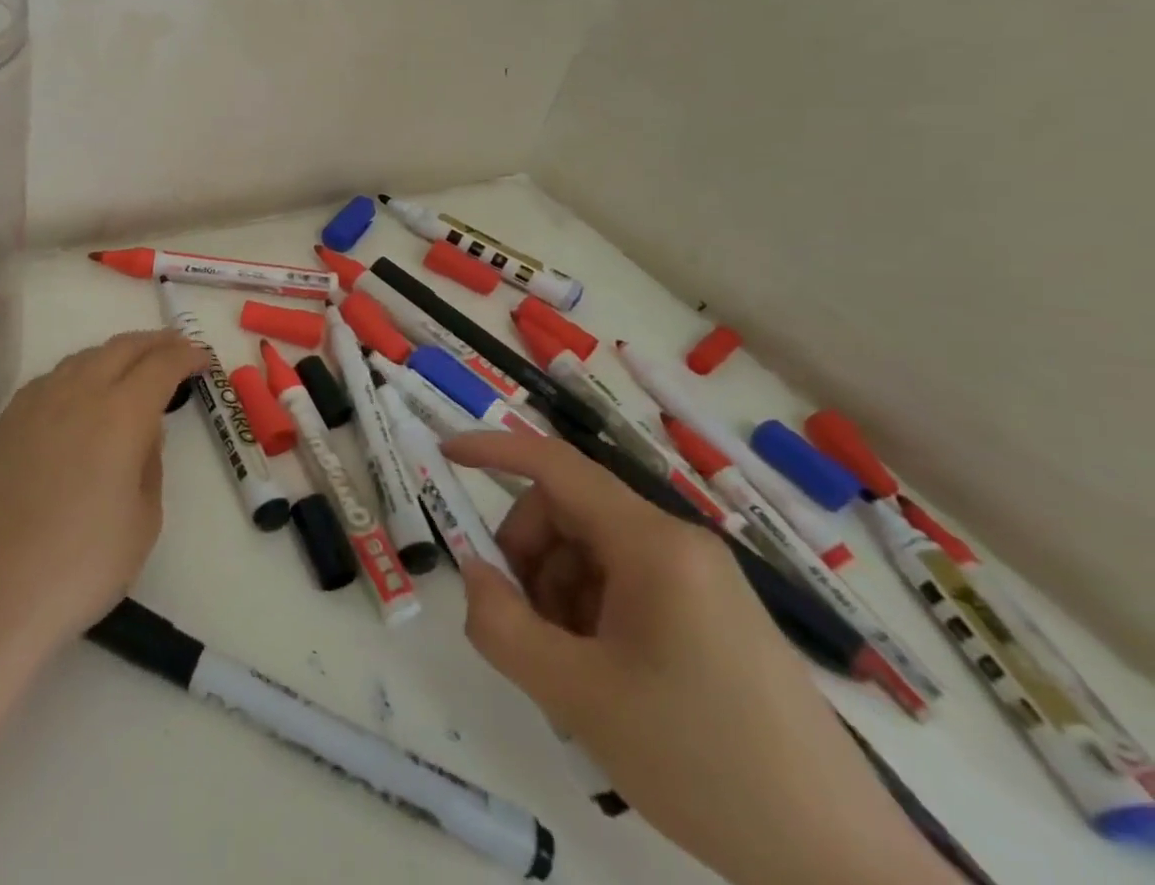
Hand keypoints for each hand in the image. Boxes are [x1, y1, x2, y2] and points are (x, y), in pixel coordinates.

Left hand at [0, 329, 203, 649]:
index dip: (185, 356)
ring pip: (83, 357)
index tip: (202, 358)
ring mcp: (36, 403)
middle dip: (154, 342)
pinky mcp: (7, 422)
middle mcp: (78, 393)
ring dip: (115, 355)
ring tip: (131, 367)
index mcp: (121, 413)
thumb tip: (143, 434)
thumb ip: (150, 463)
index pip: (161, 366)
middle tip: (176, 347)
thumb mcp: (144, 520)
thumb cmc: (82, 564)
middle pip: (121, 348)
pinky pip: (52, 379)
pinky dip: (78, 373)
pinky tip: (80, 393)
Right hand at [441, 429, 957, 884]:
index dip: (494, 449)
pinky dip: (592, 614)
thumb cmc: (704, 764)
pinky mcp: (714, 614)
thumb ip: (502, 626)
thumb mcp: (579, 697)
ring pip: (593, 552)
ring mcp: (702, 578)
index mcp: (652, 543)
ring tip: (569, 671)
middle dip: (528, 558)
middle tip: (522, 628)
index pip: (556, 465)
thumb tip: (474, 574)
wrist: (845, 868)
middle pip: (569, 514)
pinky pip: (626, 584)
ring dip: (558, 594)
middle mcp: (678, 542)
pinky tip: (604, 679)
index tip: (446, 455)